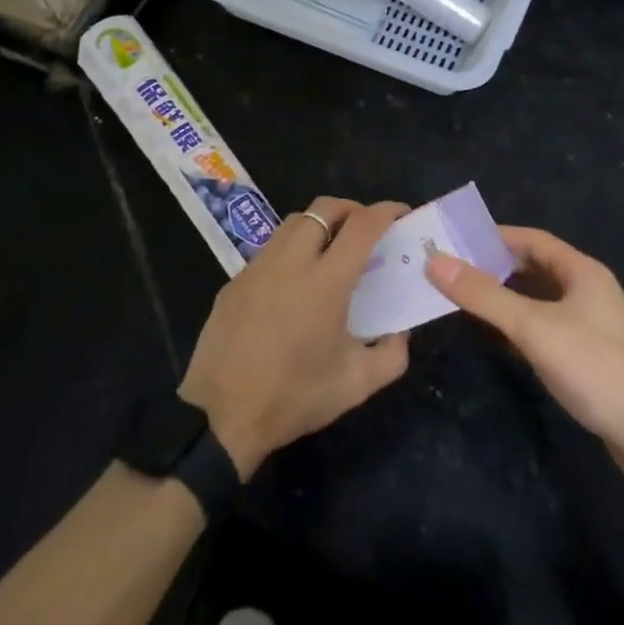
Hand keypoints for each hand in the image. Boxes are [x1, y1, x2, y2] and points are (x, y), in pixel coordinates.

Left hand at [179, 198, 411, 476]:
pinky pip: (270, 249)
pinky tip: (294, 281)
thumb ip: (391, 354)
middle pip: (324, 208)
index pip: (362, 226)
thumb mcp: (356, 385)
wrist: (222, 416)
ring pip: (293, 222)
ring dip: (319, 224)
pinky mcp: (235, 280)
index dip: (386, 211)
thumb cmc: (294, 398)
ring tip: (331, 249)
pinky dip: (291, 249)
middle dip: (351, 208)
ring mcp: (258, 267)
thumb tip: (400, 331)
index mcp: (326, 282)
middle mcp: (291, 262)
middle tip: (366, 228)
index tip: (401, 213)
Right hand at [427, 227, 623, 470]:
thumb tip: (435, 262)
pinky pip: (549, 323)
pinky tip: (499, 335)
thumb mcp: (532, 327)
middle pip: (537, 266)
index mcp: (583, 271)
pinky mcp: (592, 353)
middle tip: (456, 270)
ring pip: (542, 297)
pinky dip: (522, 322)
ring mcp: (594, 323)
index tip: (458, 242)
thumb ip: (484, 295)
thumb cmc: (593, 367)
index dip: (495, 237)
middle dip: (497, 266)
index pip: (533, 239)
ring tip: (469, 298)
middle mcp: (591, 289)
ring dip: (508, 295)